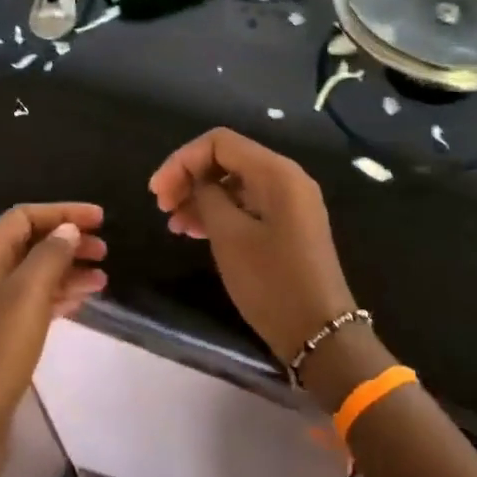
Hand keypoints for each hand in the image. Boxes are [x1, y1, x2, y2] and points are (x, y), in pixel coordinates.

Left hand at [0, 203, 106, 475]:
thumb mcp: (27, 295)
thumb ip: (50, 255)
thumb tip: (68, 229)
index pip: (23, 217)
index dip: (63, 213)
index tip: (101, 219)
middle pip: (28, 244)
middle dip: (67, 242)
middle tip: (105, 251)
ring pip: (33, 276)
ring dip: (67, 271)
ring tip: (103, 279)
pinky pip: (32, 304)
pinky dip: (57, 298)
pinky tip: (82, 302)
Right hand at [149, 129, 354, 362]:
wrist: (319, 333)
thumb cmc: (271, 282)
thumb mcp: (229, 236)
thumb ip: (207, 196)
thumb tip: (198, 182)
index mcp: (276, 172)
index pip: (219, 143)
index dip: (182, 161)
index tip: (157, 193)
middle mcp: (286, 178)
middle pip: (227, 160)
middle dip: (190, 177)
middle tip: (162, 207)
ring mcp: (289, 202)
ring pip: (234, 183)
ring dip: (201, 197)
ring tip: (174, 225)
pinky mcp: (287, 225)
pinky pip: (247, 204)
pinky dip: (219, 212)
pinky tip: (194, 231)